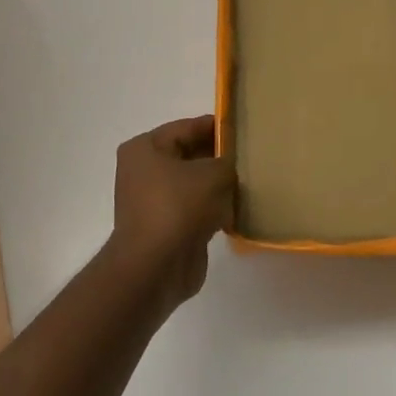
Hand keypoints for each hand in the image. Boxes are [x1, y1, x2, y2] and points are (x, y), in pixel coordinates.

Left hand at [107, 115, 235, 316]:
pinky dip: (214, 210)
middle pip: (190, 156)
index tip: (245, 129)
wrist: (156, 268)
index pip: (187, 127)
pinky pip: (195, 210)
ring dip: (219, 187)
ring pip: (194, 185)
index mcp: (146, 148)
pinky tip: (239, 211)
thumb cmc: (179, 207)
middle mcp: (144, 171)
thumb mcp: (213, 174)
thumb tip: (231, 167)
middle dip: (219, 158)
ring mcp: (153, 202)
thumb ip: (227, 162)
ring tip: (250, 184)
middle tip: (252, 158)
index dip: (217, 127)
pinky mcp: (166, 228)